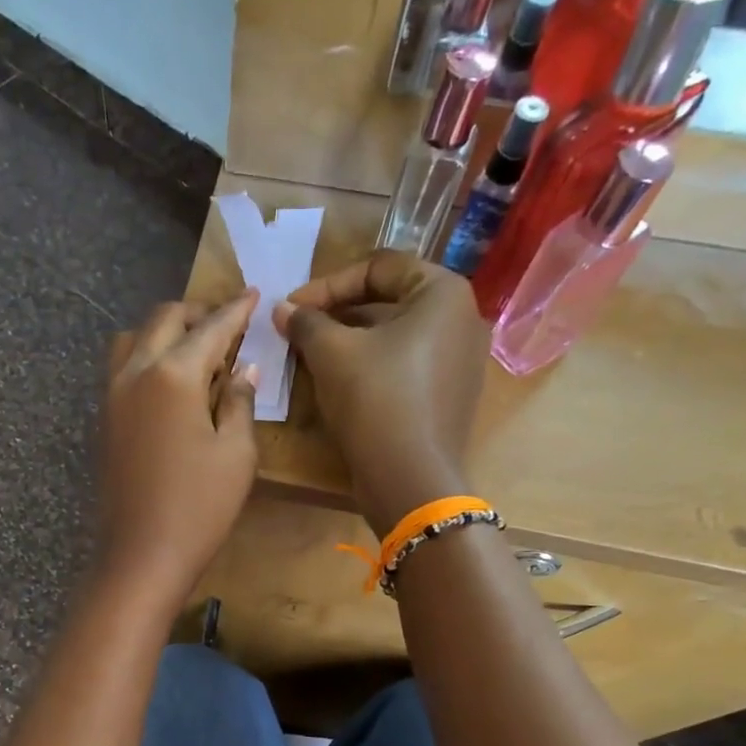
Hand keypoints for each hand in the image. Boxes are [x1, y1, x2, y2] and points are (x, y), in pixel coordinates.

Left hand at [97, 290, 260, 605]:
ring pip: (133, 339)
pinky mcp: (103, 419)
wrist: (140, 556)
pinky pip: (122, 367)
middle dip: (197, 313)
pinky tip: (169, 381)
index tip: (253, 293)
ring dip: (165, 332)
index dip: (235, 310)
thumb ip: (240, 402)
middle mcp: (135, 372)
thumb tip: (243, 370)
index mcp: (173, 374)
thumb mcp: (236, 454)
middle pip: (163, 320)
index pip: (210, 328)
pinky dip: (146, 356)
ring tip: (194, 351)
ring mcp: (111, 395)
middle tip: (227, 324)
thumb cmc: (199, 507)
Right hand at [275, 254, 486, 532]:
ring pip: (395, 336)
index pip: (379, 267)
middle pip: (389, 300)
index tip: (292, 308)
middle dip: (338, 313)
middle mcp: (462, 320)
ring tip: (311, 356)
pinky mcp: (450, 396)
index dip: (328, 284)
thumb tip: (283, 309)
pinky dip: (371, 366)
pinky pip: (406, 366)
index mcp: (443, 294)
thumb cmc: (375, 400)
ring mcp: (461, 362)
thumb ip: (306, 322)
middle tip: (299, 330)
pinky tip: (339, 384)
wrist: (411, 479)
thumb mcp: (331, 353)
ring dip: (350, 341)